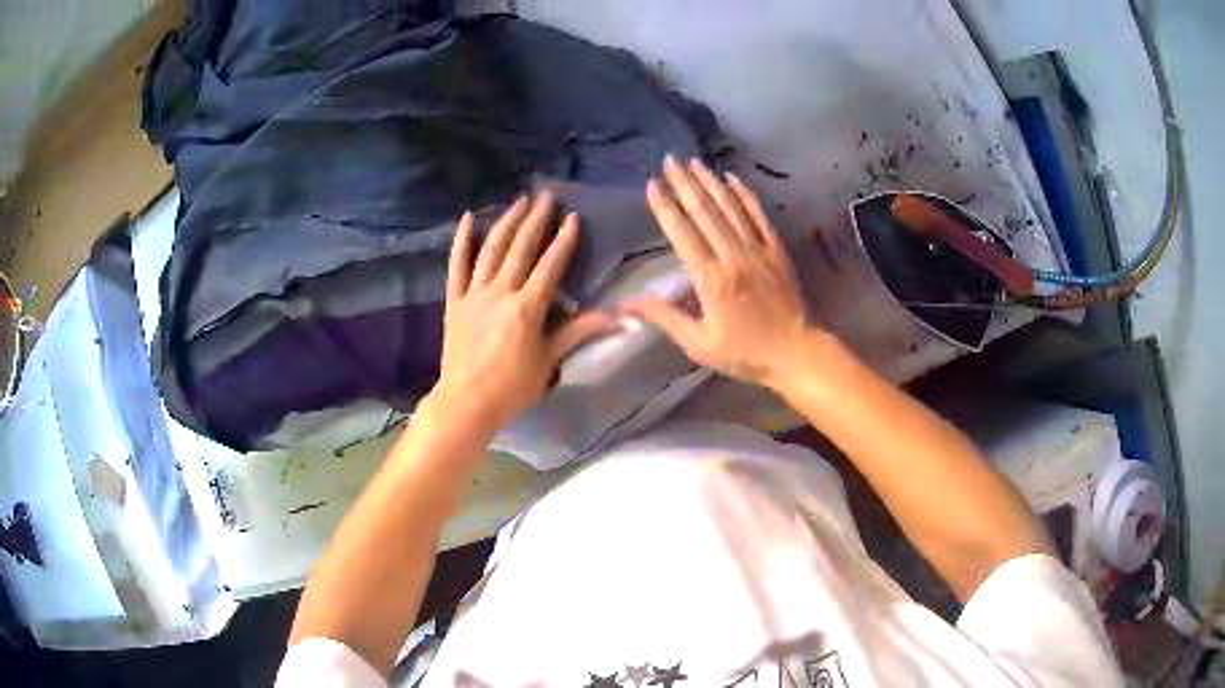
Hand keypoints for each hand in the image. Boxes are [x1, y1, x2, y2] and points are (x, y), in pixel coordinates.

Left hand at [433, 192, 616, 427]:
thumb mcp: (550, 361)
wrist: (467, 402)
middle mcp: (501, 292)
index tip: (573, 217)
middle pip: (520, 249)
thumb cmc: (513, 387)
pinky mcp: (455, 301)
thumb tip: (624, 319)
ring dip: (506, 223)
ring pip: (491, 250)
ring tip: (518, 201)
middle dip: (535, 220)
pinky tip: (469, 219)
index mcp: (528, 307)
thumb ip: (581, 332)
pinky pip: (457, 266)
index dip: (563, 240)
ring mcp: (475, 294)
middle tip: (546, 196)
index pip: (550, 266)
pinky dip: (462, 241)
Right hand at [625, 157, 824, 386]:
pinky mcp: (776, 250)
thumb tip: (627, 303)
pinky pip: (759, 215)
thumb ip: (665, 318)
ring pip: (730, 208)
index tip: (653, 184)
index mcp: (711, 279)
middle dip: (684, 184)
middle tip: (669, 160)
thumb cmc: (745, 353)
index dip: (665, 207)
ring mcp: (758, 249)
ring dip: (710, 182)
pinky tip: (733, 178)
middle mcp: (733, 256)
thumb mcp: (699, 344)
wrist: (796, 352)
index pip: (682, 234)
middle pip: (704, 212)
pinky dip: (745, 194)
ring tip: (694, 161)